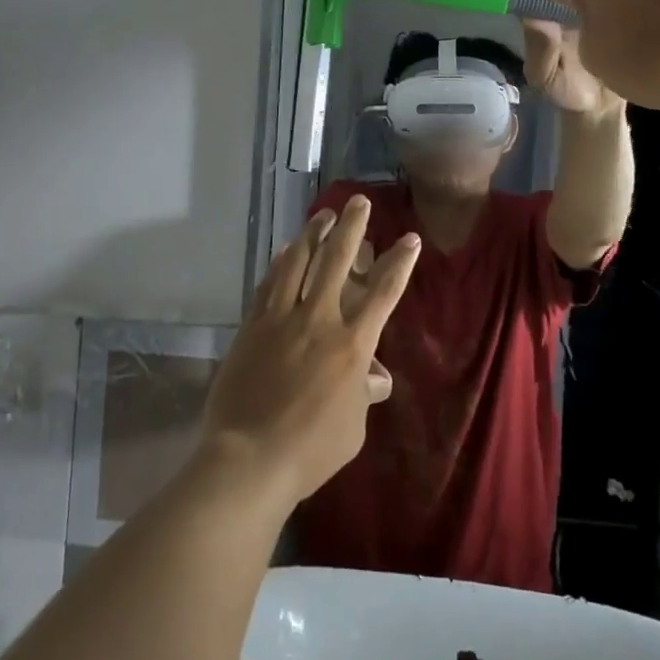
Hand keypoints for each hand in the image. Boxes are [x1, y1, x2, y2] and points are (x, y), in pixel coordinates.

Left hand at [201, 197, 420, 508]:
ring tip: (322, 215)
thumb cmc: (311, 450)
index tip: (410, 238)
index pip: (384, 293)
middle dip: (351, 227)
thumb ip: (363, 395)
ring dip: (312, 234)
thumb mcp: (353, 429)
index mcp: (352, 345)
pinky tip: (284, 251)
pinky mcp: (252, 325)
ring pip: (298, 262)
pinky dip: (279, 263)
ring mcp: (281, 318)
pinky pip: (269, 284)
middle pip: (337, 261)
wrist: (249, 458)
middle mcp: (319, 320)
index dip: (400, 262)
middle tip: (358, 202)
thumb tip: (375, 377)